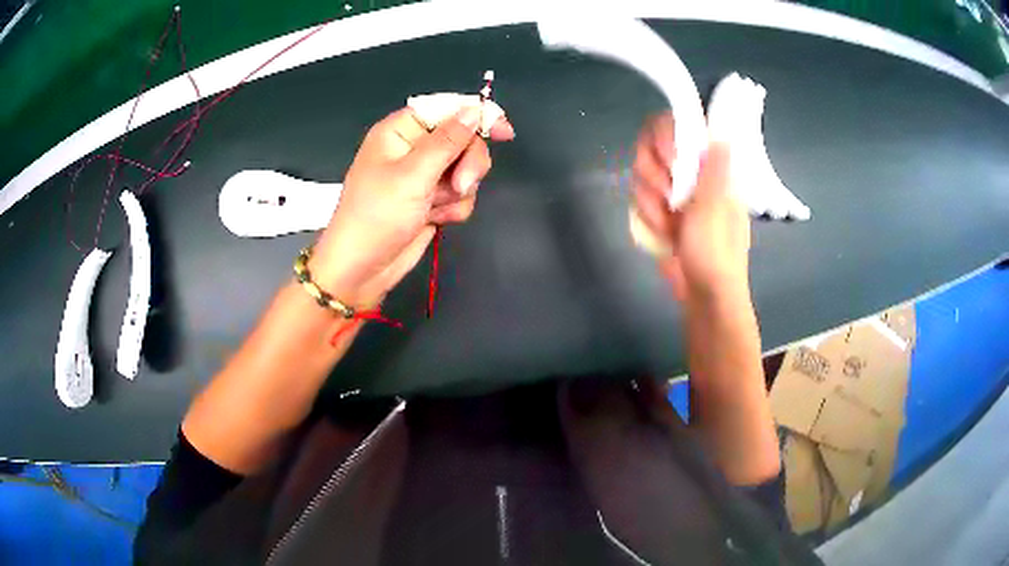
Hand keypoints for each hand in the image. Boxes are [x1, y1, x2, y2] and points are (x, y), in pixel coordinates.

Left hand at [310, 105, 514, 306]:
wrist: (363, 269)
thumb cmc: (378, 215)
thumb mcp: (413, 175)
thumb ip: (448, 141)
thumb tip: (474, 109)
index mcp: (401, 131)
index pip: (447, 109)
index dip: (477, 115)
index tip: (505, 132)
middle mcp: (414, 147)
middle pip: (463, 139)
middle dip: (467, 164)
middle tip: (460, 185)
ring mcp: (424, 175)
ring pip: (466, 168)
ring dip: (459, 190)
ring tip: (437, 207)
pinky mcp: (432, 199)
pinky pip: (461, 193)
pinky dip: (454, 207)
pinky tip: (437, 219)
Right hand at [632, 114, 750, 303]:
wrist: (704, 296)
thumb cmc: (716, 253)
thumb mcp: (715, 210)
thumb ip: (712, 171)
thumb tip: (722, 134)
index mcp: (710, 168)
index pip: (681, 129)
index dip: (665, 136)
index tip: (668, 160)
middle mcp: (690, 173)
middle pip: (651, 147)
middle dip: (654, 176)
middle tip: (670, 199)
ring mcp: (674, 192)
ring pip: (641, 174)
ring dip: (651, 203)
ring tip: (670, 226)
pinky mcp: (660, 210)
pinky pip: (639, 198)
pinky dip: (648, 217)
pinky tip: (664, 234)